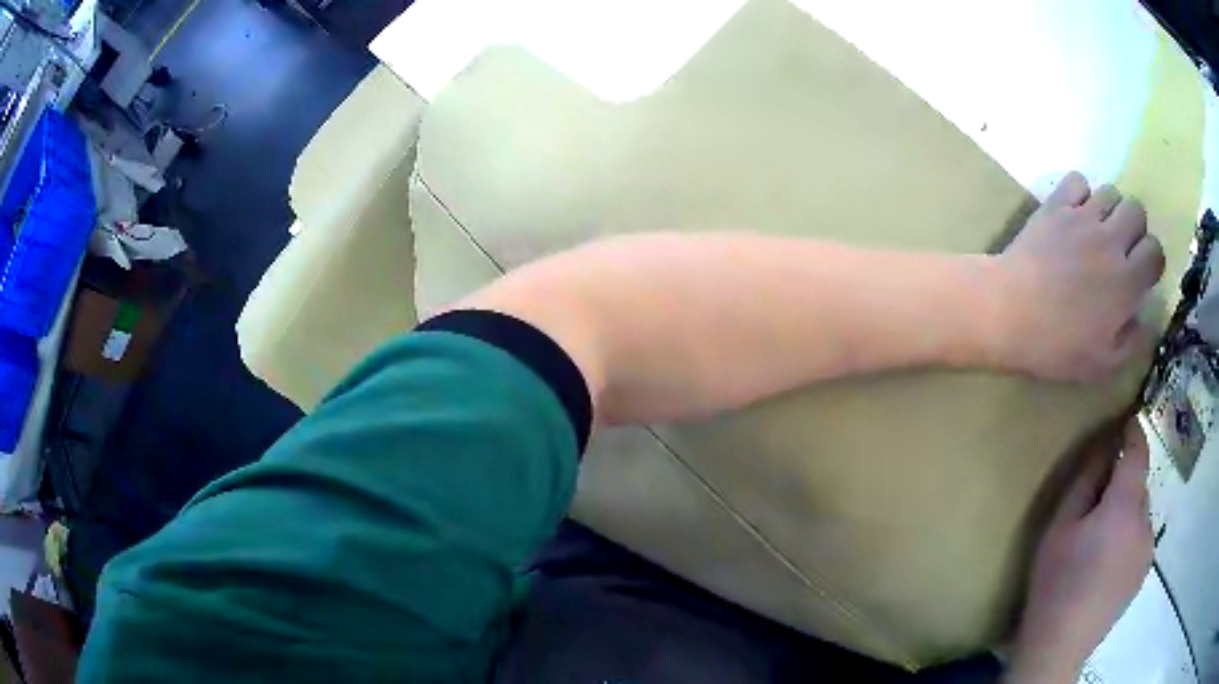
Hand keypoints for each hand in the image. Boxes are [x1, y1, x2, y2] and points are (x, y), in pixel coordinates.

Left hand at [995, 172, 1164, 380]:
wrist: (1009, 310)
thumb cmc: (1057, 345)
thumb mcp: (1102, 363)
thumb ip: (1132, 342)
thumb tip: (1147, 320)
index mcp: (1127, 282)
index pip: (1156, 251)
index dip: (1152, 261)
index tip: (1142, 274)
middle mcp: (1111, 241)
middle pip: (1137, 210)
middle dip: (1135, 228)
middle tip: (1122, 249)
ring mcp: (1083, 217)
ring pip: (1111, 191)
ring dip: (1111, 209)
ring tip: (1098, 231)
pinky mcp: (1056, 204)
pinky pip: (1078, 180)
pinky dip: (1081, 192)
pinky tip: (1074, 213)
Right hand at [1006, 420, 1153, 682]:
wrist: (1060, 647)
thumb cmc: (1055, 584)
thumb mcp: (1059, 529)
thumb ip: (1085, 482)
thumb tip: (1104, 446)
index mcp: (1124, 507)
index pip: (1138, 452)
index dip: (1133, 432)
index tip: (1126, 419)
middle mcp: (1145, 521)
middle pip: (1140, 484)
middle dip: (1123, 483)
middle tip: (1097, 503)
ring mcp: (1148, 549)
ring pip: (1141, 512)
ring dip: (1126, 512)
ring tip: (1100, 541)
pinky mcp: (1145, 570)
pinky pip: (1141, 537)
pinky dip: (1129, 536)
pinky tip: (1107, 564)